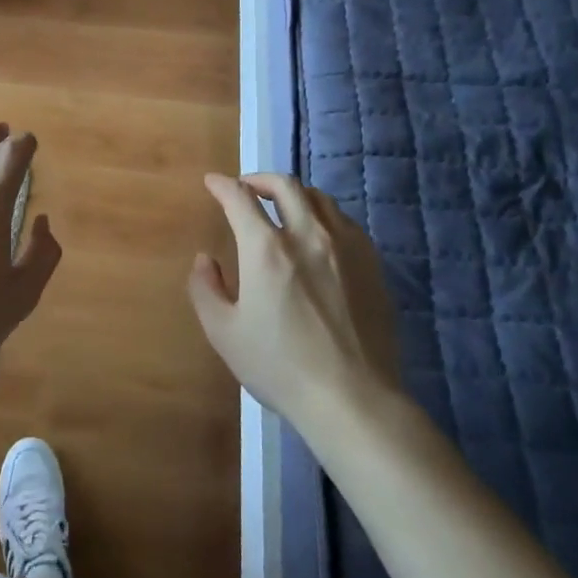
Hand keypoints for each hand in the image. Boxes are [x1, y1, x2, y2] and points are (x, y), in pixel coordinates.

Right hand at [188, 172, 401, 428]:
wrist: (352, 398)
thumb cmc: (280, 367)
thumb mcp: (224, 333)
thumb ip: (205, 289)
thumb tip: (205, 260)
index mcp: (267, 249)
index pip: (240, 198)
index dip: (222, 185)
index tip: (212, 182)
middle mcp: (308, 235)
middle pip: (285, 185)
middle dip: (260, 179)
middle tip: (247, 188)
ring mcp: (346, 246)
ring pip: (319, 198)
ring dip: (294, 195)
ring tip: (283, 208)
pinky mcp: (372, 263)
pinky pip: (345, 222)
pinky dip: (324, 216)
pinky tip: (319, 236)